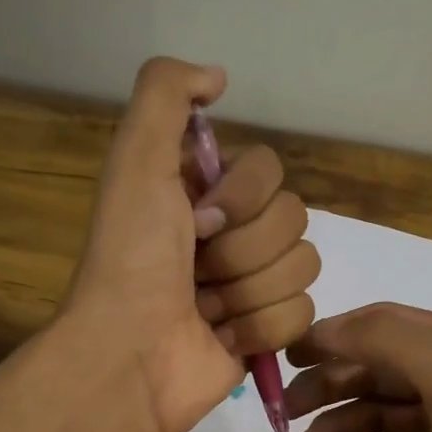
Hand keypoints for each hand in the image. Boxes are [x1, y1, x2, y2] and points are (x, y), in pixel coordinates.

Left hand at [64, 57, 317, 431]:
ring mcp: (252, 286)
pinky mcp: (266, 333)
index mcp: (207, 194)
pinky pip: (302, 314)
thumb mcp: (136, 160)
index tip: (197, 221)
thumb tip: (219, 77)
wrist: (129, 355)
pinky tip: (224, 338)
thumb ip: (167, 94)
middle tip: (198, 272)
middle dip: (243, 250)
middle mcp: (233, 235)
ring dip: (249, 291)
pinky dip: (261, 328)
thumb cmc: (131, 260)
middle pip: (294, 219)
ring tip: (206, 309)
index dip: (243, 198)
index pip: (271, 172)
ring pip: (302, 267)